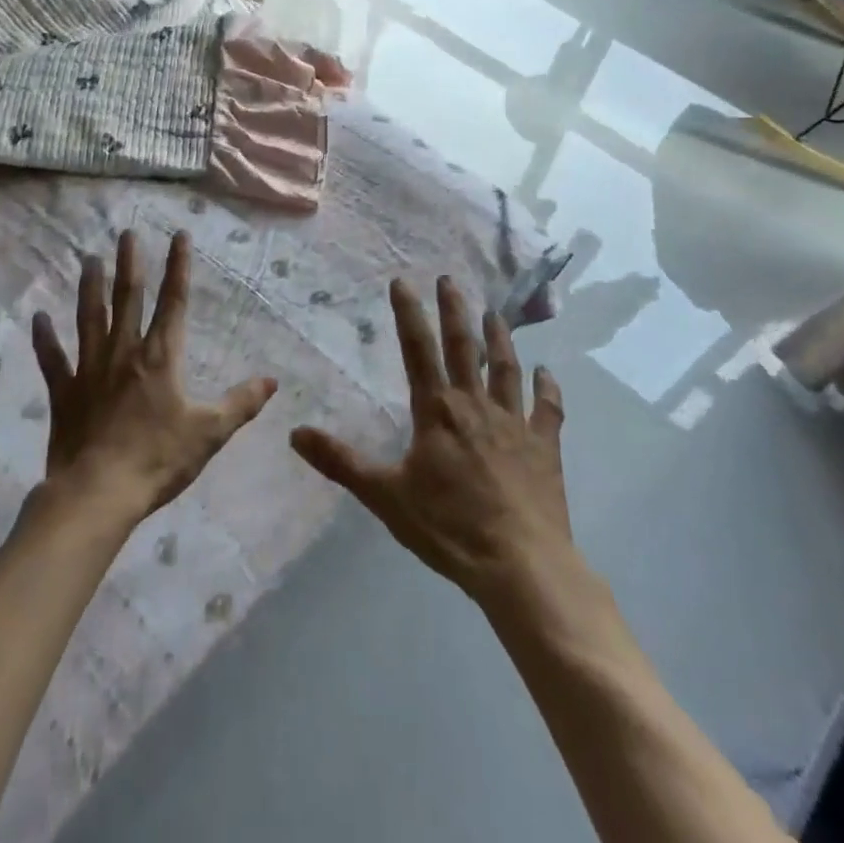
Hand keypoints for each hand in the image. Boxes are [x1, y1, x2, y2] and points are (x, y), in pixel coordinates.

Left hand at [33, 229, 275, 524]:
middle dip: (129, 264)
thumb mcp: (210, 433)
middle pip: (128, 298)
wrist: (98, 493)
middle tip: (126, 233)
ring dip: (90, 287)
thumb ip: (241, 403)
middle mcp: (125, 352)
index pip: (174, 301)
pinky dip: (44, 338)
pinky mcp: (65, 392)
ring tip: (89, 259)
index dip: (179, 266)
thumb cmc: (158, 460)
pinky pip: (52, 359)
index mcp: (161, 357)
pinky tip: (38, 317)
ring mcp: (90, 370)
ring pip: (90, 318)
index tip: (178, 235)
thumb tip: (272, 380)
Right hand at [291, 277, 572, 609]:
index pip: (418, 350)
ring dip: (501, 339)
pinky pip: (548, 410)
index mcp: (437, 410)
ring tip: (495, 314)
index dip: (408, 313)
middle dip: (455, 310)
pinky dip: (548, 389)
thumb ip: (341, 462)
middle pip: (464, 347)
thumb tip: (295, 433)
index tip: (403, 282)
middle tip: (450, 280)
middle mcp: (476, 405)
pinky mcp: (545, 447)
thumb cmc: (449, 527)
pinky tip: (548, 373)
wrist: (520, 565)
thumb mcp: (385, 496)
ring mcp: (515, 423)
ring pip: (506, 369)